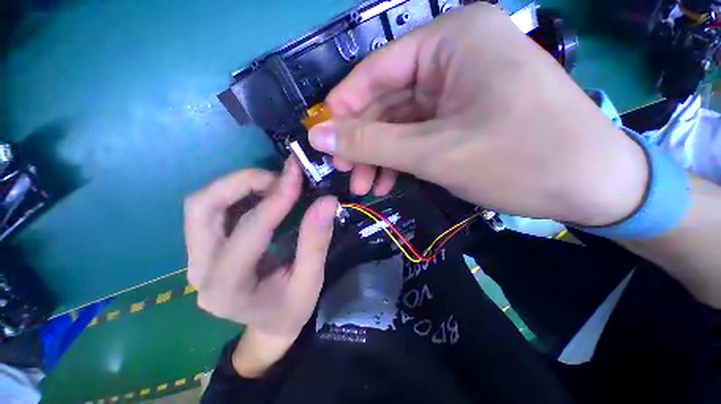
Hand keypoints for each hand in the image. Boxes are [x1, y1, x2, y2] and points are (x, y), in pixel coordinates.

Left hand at [184, 159, 336, 338]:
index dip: (276, 199)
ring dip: (237, 186)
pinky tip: (263, 195)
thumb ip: (316, 241)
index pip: (250, 230)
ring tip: (273, 184)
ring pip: (202, 206)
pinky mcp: (203, 249)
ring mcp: (197, 259)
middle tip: (278, 178)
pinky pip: (211, 210)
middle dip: (241, 183)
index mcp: (228, 288)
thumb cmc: (291, 309)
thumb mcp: (311, 281)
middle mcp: (201, 271)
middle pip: (203, 209)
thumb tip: (327, 201)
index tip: (296, 175)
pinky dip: (236, 194)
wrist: (268, 325)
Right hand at [309, 3, 647, 226]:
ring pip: (398, 123)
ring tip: (363, 185)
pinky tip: (386, 181)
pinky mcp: (462, 116)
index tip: (321, 139)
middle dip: (361, 141)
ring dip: (378, 156)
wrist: (592, 186)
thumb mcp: (434, 152)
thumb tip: (318, 136)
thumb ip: (371, 142)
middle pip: (385, 101)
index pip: (374, 72)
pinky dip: (398, 159)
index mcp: (450, 42)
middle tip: (343, 172)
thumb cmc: (521, 160)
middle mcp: (452, 56)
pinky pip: (416, 134)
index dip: (342, 109)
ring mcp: (458, 88)